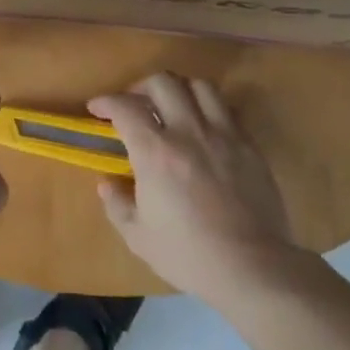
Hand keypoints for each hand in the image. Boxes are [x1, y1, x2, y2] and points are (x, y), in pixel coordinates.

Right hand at [89, 73, 300, 304]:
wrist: (253, 268)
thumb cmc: (189, 255)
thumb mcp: (139, 237)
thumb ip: (118, 204)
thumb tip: (107, 183)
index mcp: (155, 153)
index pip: (125, 107)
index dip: (106, 101)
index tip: (97, 109)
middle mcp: (189, 132)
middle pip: (163, 82)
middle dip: (141, 86)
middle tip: (134, 104)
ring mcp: (224, 136)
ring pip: (200, 86)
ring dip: (179, 89)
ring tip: (171, 107)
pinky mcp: (250, 146)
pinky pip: (228, 110)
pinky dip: (209, 109)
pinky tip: (203, 128)